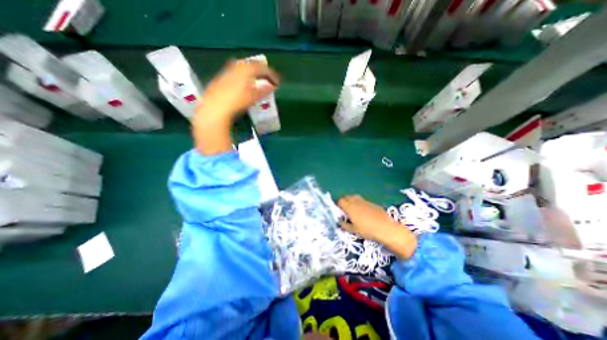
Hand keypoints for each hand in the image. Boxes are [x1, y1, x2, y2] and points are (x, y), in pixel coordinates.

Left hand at [194, 60, 278, 123]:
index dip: (271, 75)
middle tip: (268, 78)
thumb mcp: (253, 97)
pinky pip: (236, 72)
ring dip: (252, 73)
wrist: (215, 107)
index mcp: (246, 68)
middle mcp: (236, 66)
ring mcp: (227, 71)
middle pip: (252, 65)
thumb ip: (264, 90)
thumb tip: (273, 86)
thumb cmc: (237, 101)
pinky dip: (244, 76)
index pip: (262, 68)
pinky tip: (245, 84)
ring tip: (258, 80)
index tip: (277, 82)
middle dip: (261, 71)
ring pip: (243, 68)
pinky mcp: (221, 77)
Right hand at [336, 195, 417, 257]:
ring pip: (354, 197)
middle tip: (345, 210)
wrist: (385, 228)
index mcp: (350, 207)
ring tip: (354, 210)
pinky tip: (364, 212)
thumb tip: (340, 221)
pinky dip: (360, 203)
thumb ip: (344, 225)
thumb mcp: (353, 230)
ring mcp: (364, 201)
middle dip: (344, 201)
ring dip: (351, 201)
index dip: (338, 205)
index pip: (340, 201)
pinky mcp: (372, 203)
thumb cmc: (367, 230)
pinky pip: (362, 200)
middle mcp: (356, 202)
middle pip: (346, 197)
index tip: (340, 212)